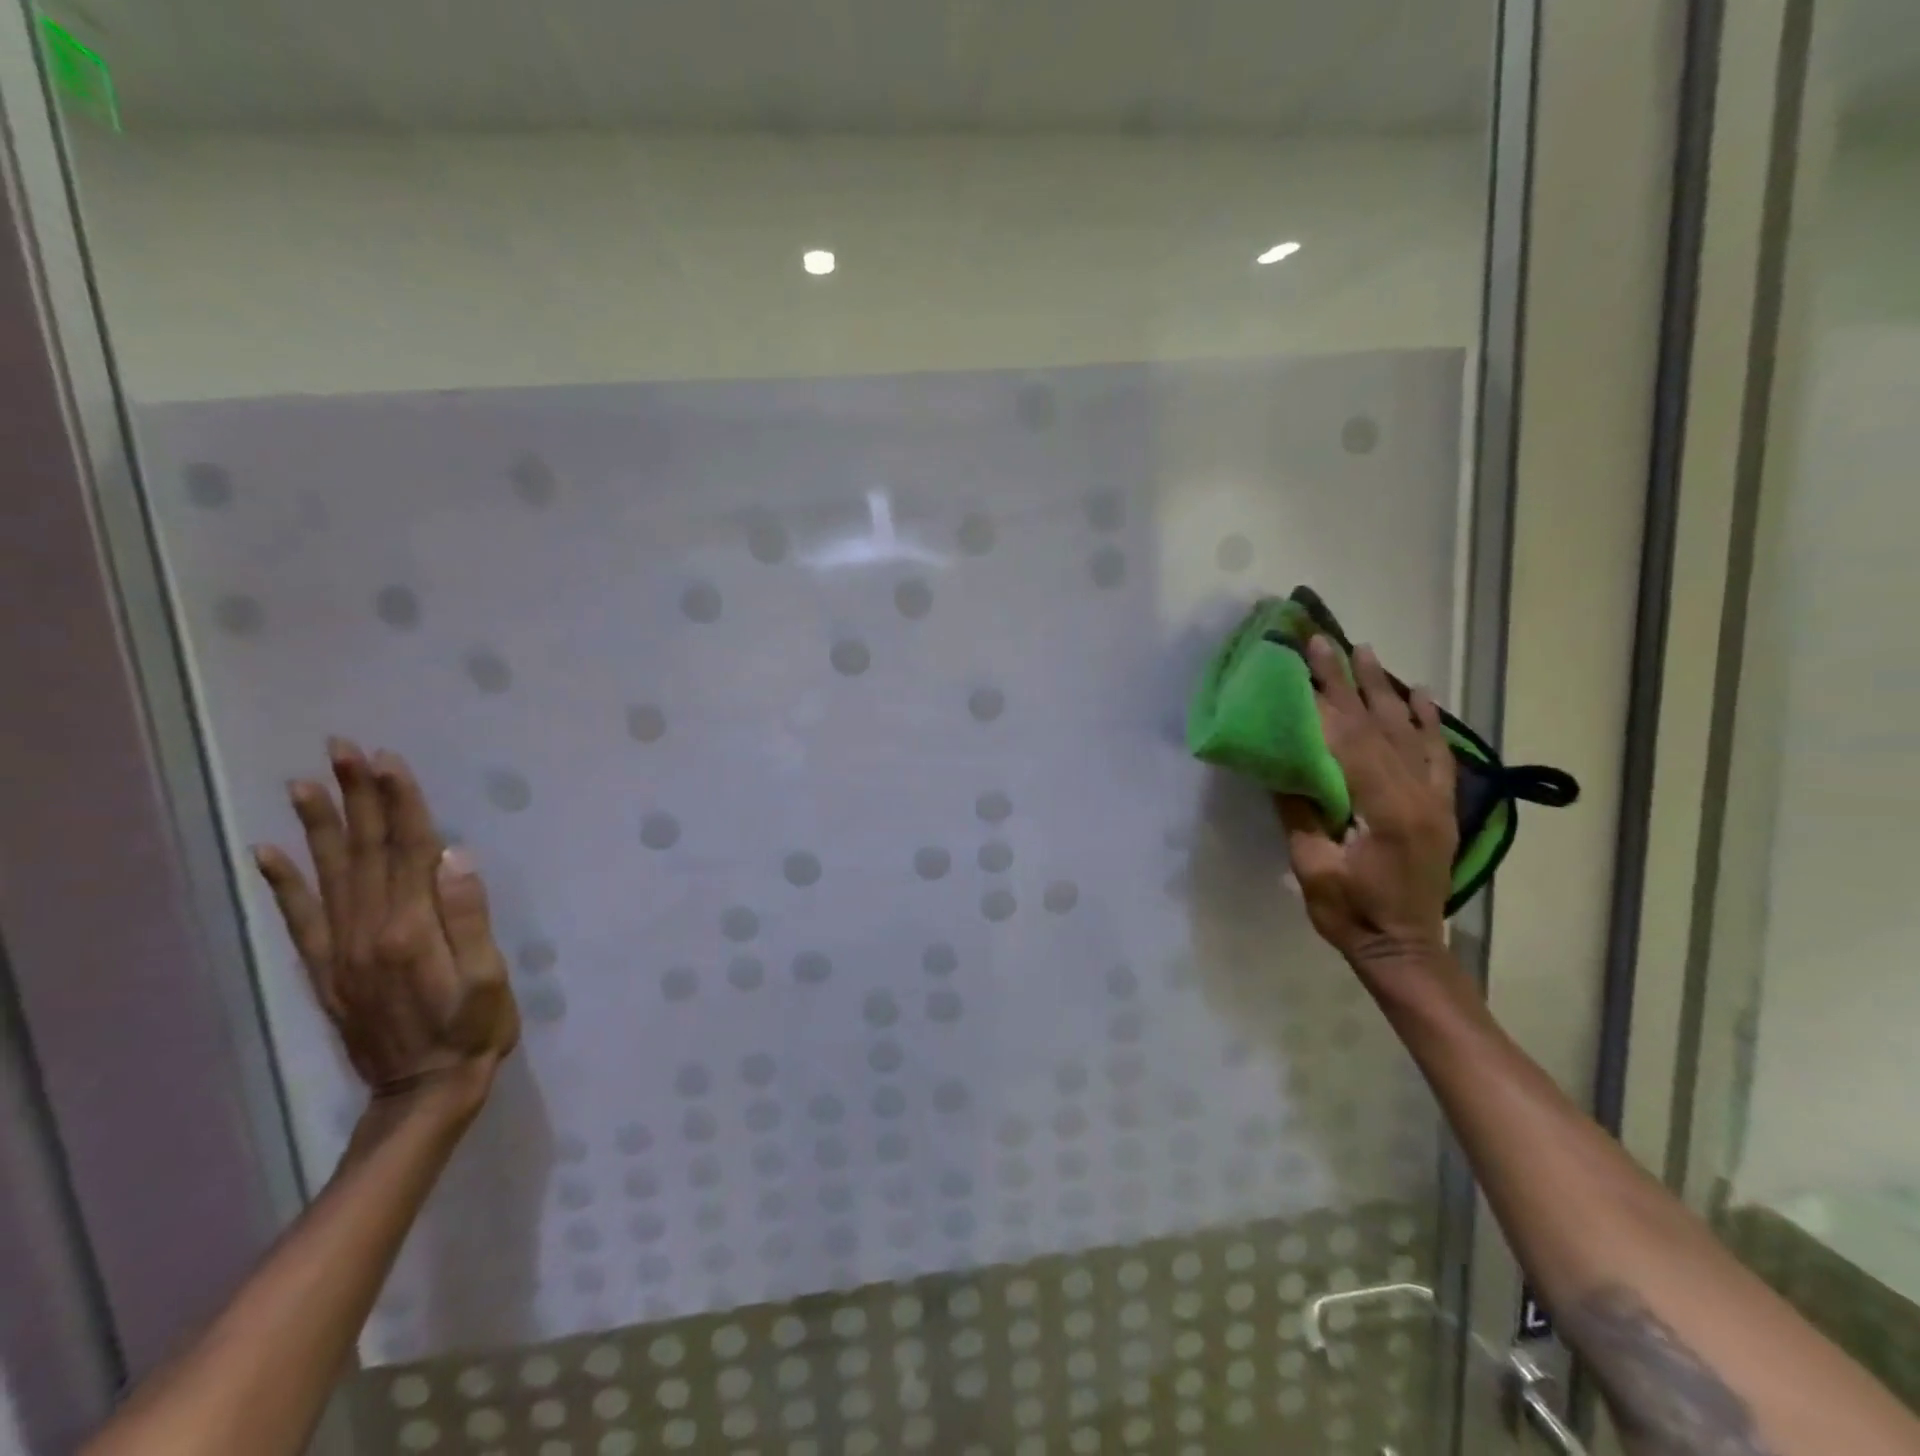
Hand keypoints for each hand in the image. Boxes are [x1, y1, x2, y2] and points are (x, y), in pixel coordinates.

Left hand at [253, 739, 519, 1106]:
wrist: (424, 1091)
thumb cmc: (474, 1030)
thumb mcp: (489, 978)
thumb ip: (469, 918)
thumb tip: (454, 857)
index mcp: (411, 928)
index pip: (407, 849)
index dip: (399, 802)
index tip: (387, 760)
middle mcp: (368, 930)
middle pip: (365, 851)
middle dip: (357, 797)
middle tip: (342, 750)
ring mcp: (341, 950)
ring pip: (330, 874)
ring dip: (320, 826)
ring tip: (306, 783)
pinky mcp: (328, 969)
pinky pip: (300, 919)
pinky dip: (283, 883)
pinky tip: (269, 852)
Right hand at [1277, 637, 1457, 972]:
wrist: (1406, 950)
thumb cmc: (1352, 916)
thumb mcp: (1312, 869)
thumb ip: (1301, 813)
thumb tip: (1282, 766)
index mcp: (1385, 810)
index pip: (1351, 739)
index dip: (1327, 696)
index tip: (1308, 659)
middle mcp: (1417, 795)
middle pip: (1379, 726)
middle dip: (1349, 680)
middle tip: (1328, 641)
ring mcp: (1435, 800)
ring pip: (1410, 732)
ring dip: (1385, 689)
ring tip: (1368, 653)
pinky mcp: (1441, 808)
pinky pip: (1438, 755)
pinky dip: (1429, 721)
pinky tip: (1420, 695)